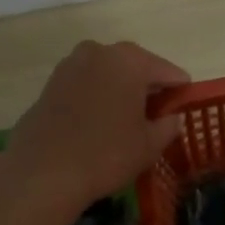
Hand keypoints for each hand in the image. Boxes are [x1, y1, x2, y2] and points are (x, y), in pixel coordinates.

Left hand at [7, 39, 188, 212]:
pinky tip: (98, 125)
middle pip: (136, 67)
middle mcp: (99, 52)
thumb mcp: (149, 145)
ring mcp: (70, 65)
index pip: (168, 72)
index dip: (179, 92)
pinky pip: (85, 86)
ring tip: (126, 123)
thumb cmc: (105, 154)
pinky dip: (96, 98)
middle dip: (147, 88)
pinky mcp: (50, 84)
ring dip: (119, 92)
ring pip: (107, 75)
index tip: (182, 110)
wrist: (42, 173)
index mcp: (130, 60)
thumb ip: (168, 126)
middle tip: (156, 117)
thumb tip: (171, 117)